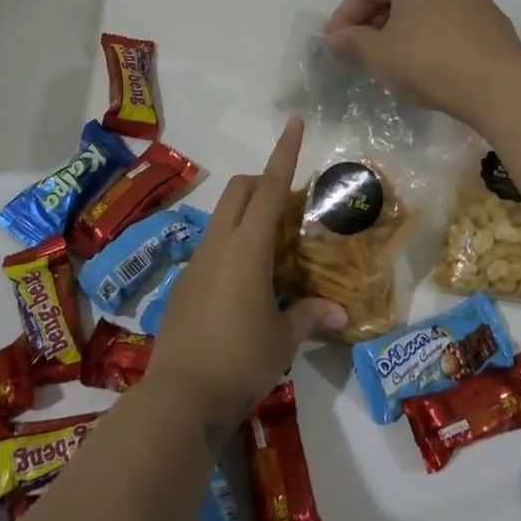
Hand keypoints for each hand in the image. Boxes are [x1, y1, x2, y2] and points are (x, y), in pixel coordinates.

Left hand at [150, 118, 346, 420]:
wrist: (179, 398)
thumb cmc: (240, 360)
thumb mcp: (283, 339)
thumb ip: (310, 317)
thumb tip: (341, 313)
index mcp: (246, 248)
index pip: (269, 188)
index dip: (284, 153)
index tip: (294, 123)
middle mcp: (218, 245)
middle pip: (239, 191)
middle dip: (263, 180)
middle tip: (291, 201)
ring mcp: (196, 264)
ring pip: (223, 218)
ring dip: (248, 215)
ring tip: (275, 246)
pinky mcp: (184, 285)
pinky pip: (212, 247)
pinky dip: (233, 244)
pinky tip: (248, 282)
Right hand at [323, 0, 520, 126]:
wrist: (497, 85)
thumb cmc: (428, 61)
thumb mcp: (380, 54)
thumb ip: (352, 41)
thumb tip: (336, 38)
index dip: (344, 16)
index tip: (333, 44)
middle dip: (371, 21)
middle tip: (356, 50)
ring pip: (420, 5)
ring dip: (397, 28)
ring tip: (385, 57)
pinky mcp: (487, 15)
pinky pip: (443, 18)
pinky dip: (423, 33)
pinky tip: (419, 60)